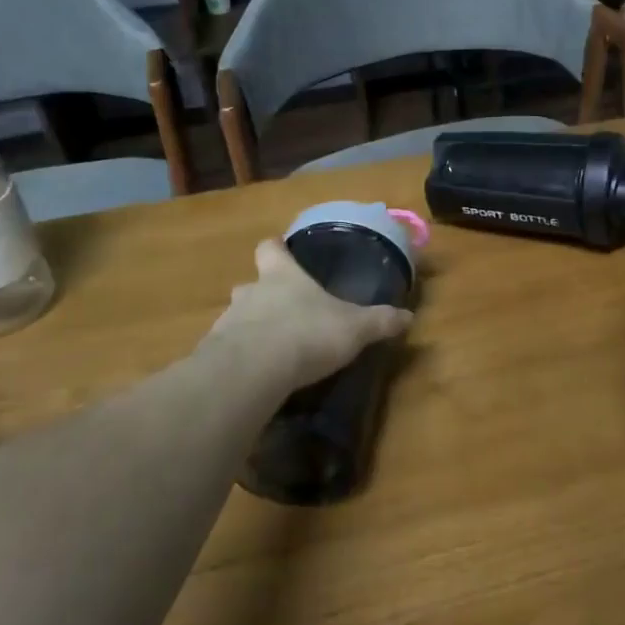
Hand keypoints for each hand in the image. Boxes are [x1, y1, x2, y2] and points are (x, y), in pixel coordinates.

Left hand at [207, 239, 412, 392]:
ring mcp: (228, 323)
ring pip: (238, 318)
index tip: (281, 249)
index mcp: (282, 276)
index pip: (270, 248)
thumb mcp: (355, 328)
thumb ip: (380, 321)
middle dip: (265, 294)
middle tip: (286, 309)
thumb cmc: (307, 333)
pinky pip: (230, 351)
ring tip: (275, 348)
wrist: (252, 371)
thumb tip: (409, 316)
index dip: (276, 248)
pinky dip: (243, 359)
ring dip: (253, 328)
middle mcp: (251, 292)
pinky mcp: (215, 356)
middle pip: (252, 284)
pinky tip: (259, 375)